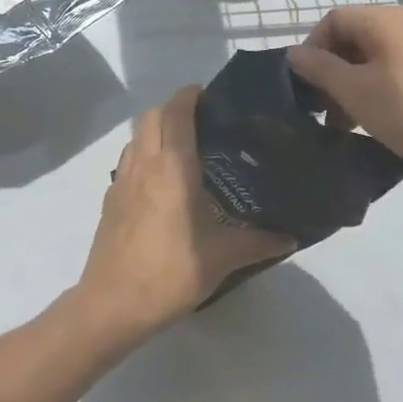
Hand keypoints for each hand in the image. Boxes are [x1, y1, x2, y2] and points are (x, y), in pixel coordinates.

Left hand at [74, 86, 293, 341]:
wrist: (112, 305)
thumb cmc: (170, 272)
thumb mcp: (222, 258)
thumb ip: (258, 242)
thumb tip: (292, 237)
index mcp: (171, 166)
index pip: (177, 112)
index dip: (191, 95)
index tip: (212, 96)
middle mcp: (143, 163)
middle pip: (151, 115)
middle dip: (174, 109)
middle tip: (203, 123)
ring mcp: (121, 181)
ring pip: (136, 137)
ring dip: (156, 131)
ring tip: (184, 150)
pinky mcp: (110, 200)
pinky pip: (128, 161)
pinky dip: (144, 156)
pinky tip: (162, 184)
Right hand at [289, 6, 402, 192]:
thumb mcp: (357, 92)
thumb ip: (321, 70)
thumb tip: (294, 53)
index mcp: (384, 21)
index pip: (332, 20)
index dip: (312, 49)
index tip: (305, 86)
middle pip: (352, 39)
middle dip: (330, 72)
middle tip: (321, 110)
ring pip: (372, 60)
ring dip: (350, 87)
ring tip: (343, 124)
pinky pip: (393, 74)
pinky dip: (375, 93)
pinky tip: (372, 124)